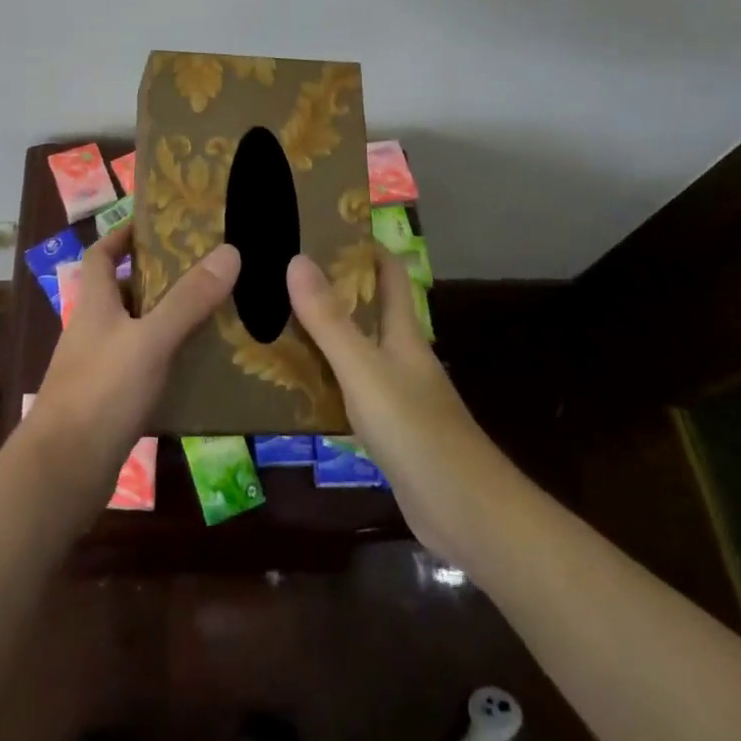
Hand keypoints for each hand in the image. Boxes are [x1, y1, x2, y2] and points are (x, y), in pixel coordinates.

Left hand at [20, 223, 240, 511]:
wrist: (62, 473)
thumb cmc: (102, 392)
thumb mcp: (150, 340)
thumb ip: (188, 299)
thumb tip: (229, 251)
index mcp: (95, 304)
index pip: (101, 255)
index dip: (122, 235)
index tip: (156, 224)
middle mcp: (93, 330)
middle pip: (123, 292)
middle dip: (159, 278)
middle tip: (205, 269)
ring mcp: (98, 368)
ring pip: (136, 332)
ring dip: (167, 321)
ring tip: (213, 314)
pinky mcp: (108, 403)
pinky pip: (142, 369)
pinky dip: (167, 362)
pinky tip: (199, 369)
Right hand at [287, 247, 500, 557]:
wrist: (465, 513)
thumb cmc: (416, 430)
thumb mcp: (364, 370)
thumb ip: (330, 320)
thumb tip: (297, 259)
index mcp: (403, 333)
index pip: (389, 274)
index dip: (364, 247)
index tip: (323, 227)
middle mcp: (402, 357)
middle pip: (369, 310)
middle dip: (332, 289)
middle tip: (282, 273)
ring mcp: (397, 395)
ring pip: (356, 351)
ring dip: (324, 335)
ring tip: (275, 319)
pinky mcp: (389, 431)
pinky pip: (351, 391)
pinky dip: (325, 379)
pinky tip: (294, 383)